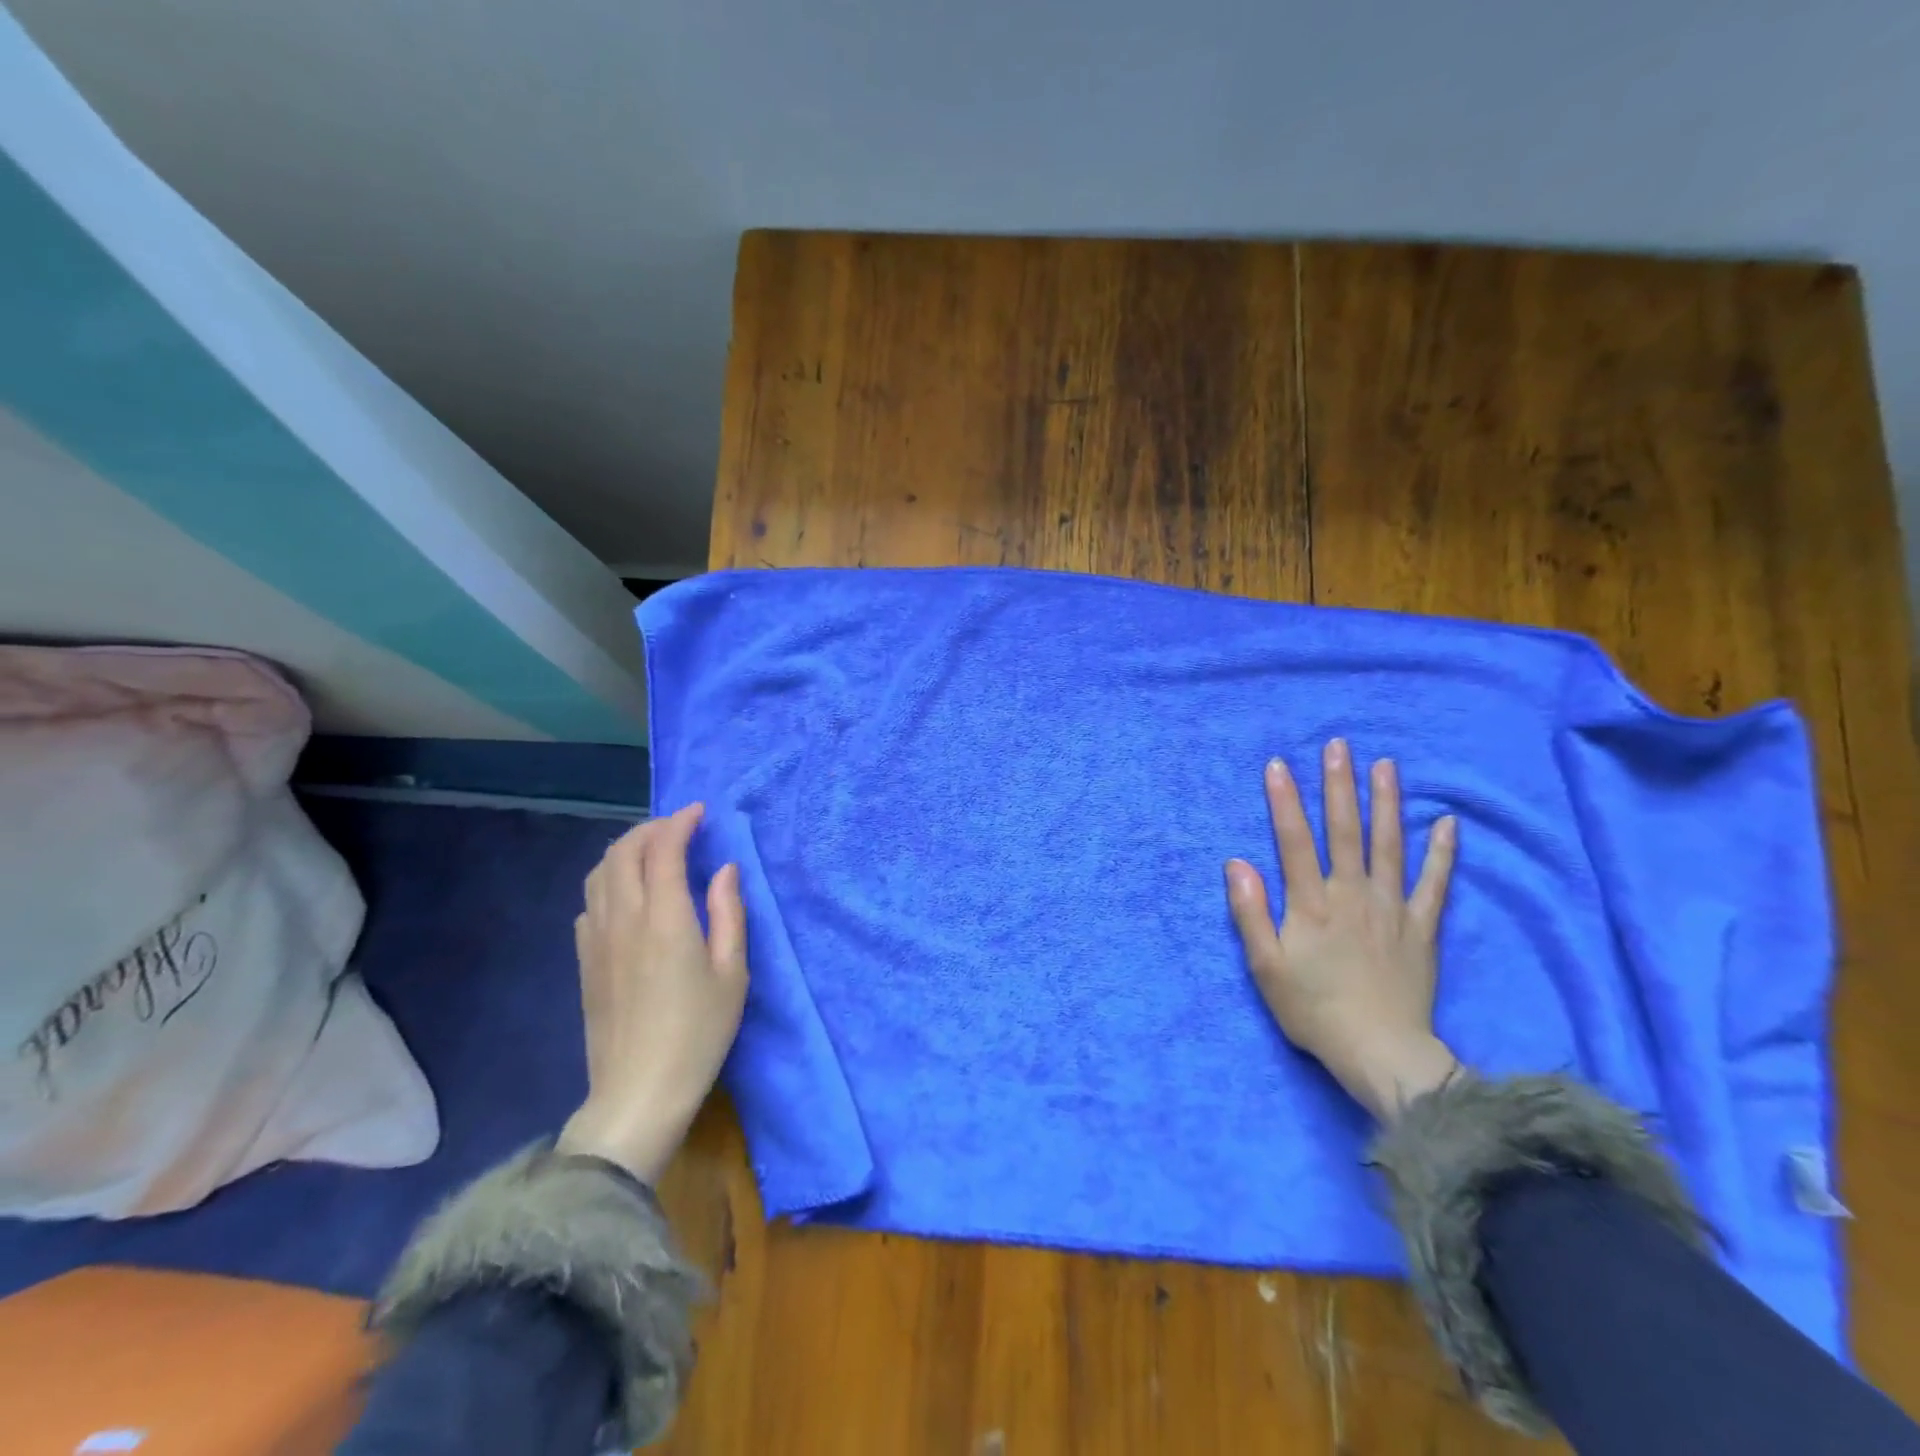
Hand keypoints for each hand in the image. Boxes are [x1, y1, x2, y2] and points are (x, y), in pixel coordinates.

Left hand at [557, 804, 748, 1183]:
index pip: (664, 850)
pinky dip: (609, 880)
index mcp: (665, 919)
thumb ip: (730, 913)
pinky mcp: (584, 960)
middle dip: (650, 828)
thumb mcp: (733, 973)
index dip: (681, 823)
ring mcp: (597, 939)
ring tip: (653, 851)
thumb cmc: (699, 1033)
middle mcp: (624, 919)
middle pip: (624, 852)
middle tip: (679, 826)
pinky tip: (629, 895)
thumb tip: (725, 869)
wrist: (638, 1092)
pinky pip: (590, 902)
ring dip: (625, 850)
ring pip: (599, 873)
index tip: (700, 812)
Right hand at [1225, 739, 1459, 1122]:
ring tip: (1385, 766)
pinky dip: (1442, 853)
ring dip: (1386, 803)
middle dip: (1339, 786)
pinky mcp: (1422, 928)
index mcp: (1311, 904)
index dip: (1284, 801)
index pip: (1294, 840)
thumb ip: (1250, 912)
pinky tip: (1447, 823)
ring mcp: (1392, 908)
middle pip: (1345, 831)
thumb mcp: (1266, 967)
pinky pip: (1434, 884)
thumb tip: (1236, 862)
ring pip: (1389, 845)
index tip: (1278, 764)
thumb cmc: (1313, 1009)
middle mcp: (1352, 895)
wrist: (1380, 1053)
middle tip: (1339, 745)